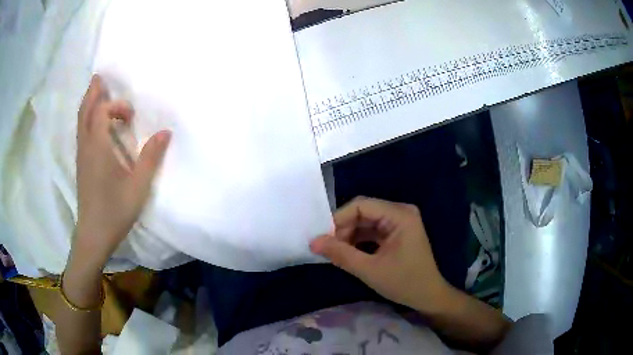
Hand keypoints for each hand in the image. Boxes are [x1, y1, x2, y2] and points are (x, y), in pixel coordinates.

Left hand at [74, 75, 170, 269]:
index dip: (117, 106)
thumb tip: (165, 132)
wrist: (94, 235)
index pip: (102, 111)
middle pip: (85, 111)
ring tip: (96, 92)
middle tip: (99, 77)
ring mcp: (81, 156)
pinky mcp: (81, 165)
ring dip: (88, 104)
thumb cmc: (115, 211)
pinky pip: (81, 132)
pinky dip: (87, 119)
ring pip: (81, 122)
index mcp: (98, 147)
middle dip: (92, 92)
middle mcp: (86, 146)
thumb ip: (151, 157)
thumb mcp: (138, 186)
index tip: (131, 116)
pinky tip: (94, 122)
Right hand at [310, 197, 450, 313]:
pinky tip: (348, 252)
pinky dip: (359, 240)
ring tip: (336, 252)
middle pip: (363, 212)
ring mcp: (400, 222)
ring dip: (349, 235)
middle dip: (344, 229)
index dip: (339, 218)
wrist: (428, 297)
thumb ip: (341, 254)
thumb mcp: (369, 270)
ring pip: (366, 222)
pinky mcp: (397, 233)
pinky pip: (372, 231)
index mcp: (400, 215)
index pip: (362, 205)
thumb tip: (313, 242)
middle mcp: (400, 212)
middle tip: (328, 248)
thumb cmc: (404, 283)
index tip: (322, 237)